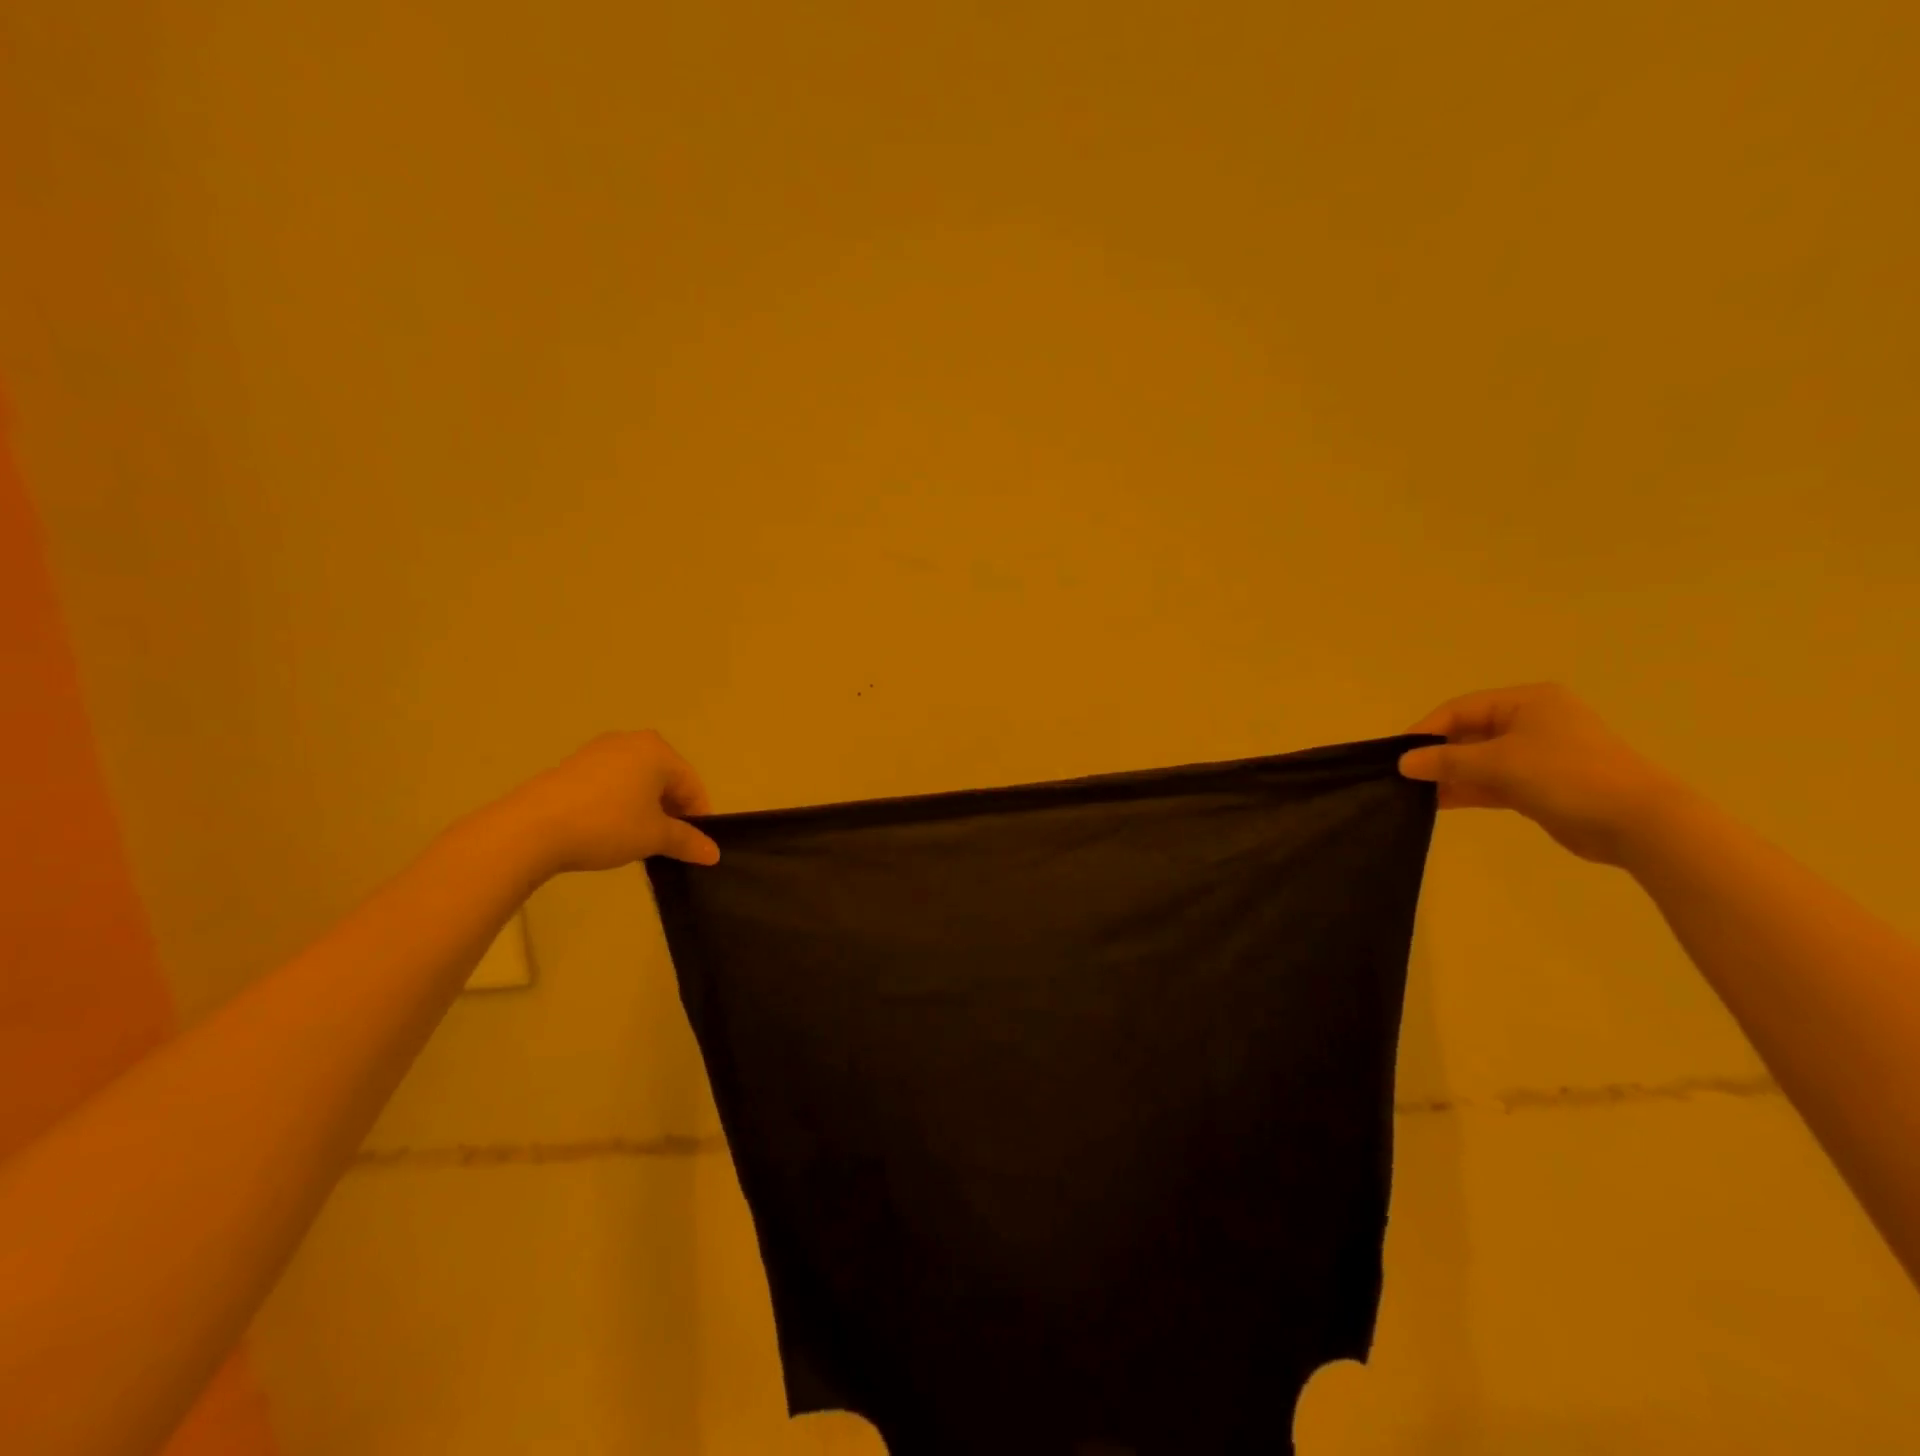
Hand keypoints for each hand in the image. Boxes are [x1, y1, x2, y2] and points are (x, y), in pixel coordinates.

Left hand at [499, 730, 721, 876]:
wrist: (532, 829)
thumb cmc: (607, 824)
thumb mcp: (655, 837)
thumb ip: (688, 842)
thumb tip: (713, 854)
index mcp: (658, 750)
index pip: (692, 785)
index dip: (699, 817)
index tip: (696, 845)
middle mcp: (631, 742)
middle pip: (665, 780)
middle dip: (671, 811)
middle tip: (669, 844)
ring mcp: (598, 751)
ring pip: (637, 782)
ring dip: (645, 809)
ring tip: (639, 840)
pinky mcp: (573, 766)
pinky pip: (611, 784)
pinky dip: (620, 804)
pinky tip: (610, 830)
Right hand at [1397, 683, 1690, 866]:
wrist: (1638, 823)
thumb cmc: (1567, 776)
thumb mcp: (1499, 763)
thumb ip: (1447, 762)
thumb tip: (1402, 762)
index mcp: (1527, 702)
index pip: (1461, 709)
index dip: (1426, 730)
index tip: (1398, 755)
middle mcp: (1532, 722)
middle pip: (1468, 733)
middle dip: (1436, 755)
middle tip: (1402, 776)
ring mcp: (1537, 755)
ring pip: (1478, 760)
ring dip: (1449, 775)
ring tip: (1413, 793)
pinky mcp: (1540, 785)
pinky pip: (1492, 781)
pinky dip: (1467, 789)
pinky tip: (1437, 803)